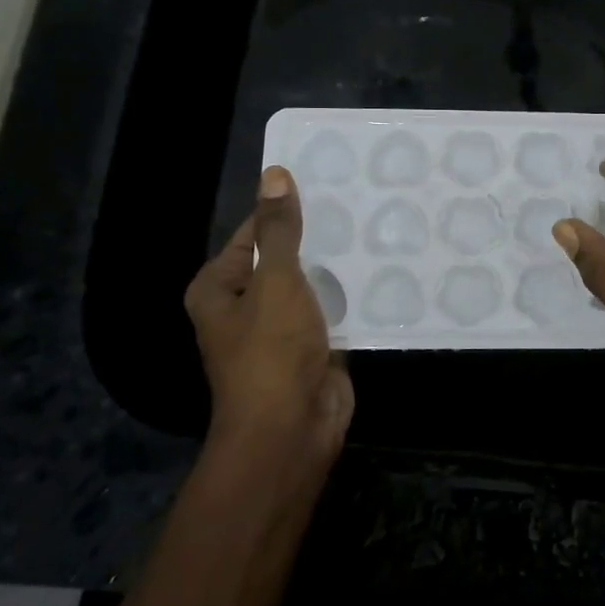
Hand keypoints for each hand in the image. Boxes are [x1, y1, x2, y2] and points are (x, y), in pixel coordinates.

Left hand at [184, 166, 353, 466]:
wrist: (291, 430)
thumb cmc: (271, 352)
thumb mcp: (275, 281)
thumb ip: (280, 231)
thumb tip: (274, 174)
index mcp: (220, 287)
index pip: (254, 233)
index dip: (287, 209)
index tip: (328, 183)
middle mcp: (246, 305)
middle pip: (285, 258)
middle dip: (319, 237)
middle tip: (362, 201)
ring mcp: (282, 329)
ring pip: (313, 285)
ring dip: (339, 267)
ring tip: (378, 228)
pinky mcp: (314, 348)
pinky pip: (334, 311)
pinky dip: (353, 297)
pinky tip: (384, 271)